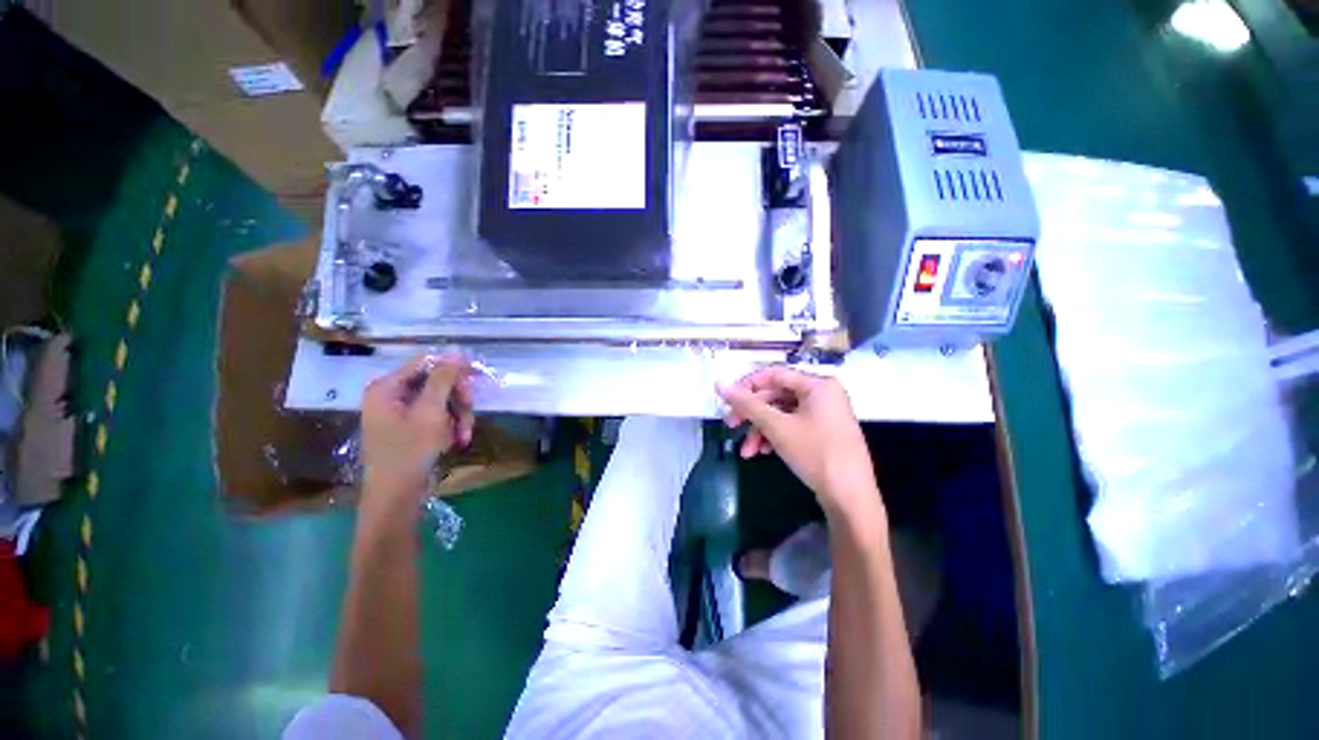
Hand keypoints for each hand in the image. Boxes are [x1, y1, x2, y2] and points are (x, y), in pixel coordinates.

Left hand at [361, 352, 474, 502]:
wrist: (397, 496)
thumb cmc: (409, 452)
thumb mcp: (431, 412)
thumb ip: (443, 379)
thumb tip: (456, 350)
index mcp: (387, 387)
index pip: (426, 362)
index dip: (453, 367)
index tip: (478, 377)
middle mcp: (392, 395)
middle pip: (437, 382)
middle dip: (458, 399)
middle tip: (470, 412)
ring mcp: (401, 413)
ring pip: (442, 400)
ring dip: (459, 415)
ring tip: (465, 435)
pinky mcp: (411, 427)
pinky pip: (438, 416)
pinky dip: (451, 426)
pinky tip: (457, 440)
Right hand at [718, 367, 878, 517]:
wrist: (851, 498)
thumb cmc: (816, 453)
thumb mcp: (777, 427)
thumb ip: (747, 404)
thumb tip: (719, 383)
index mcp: (818, 385)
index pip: (774, 374)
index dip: (747, 385)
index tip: (727, 400)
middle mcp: (823, 395)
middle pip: (776, 395)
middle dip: (752, 414)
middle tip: (731, 425)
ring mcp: (825, 415)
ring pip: (782, 414)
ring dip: (761, 430)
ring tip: (747, 451)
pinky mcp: (823, 433)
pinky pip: (792, 426)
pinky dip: (775, 437)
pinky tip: (764, 452)